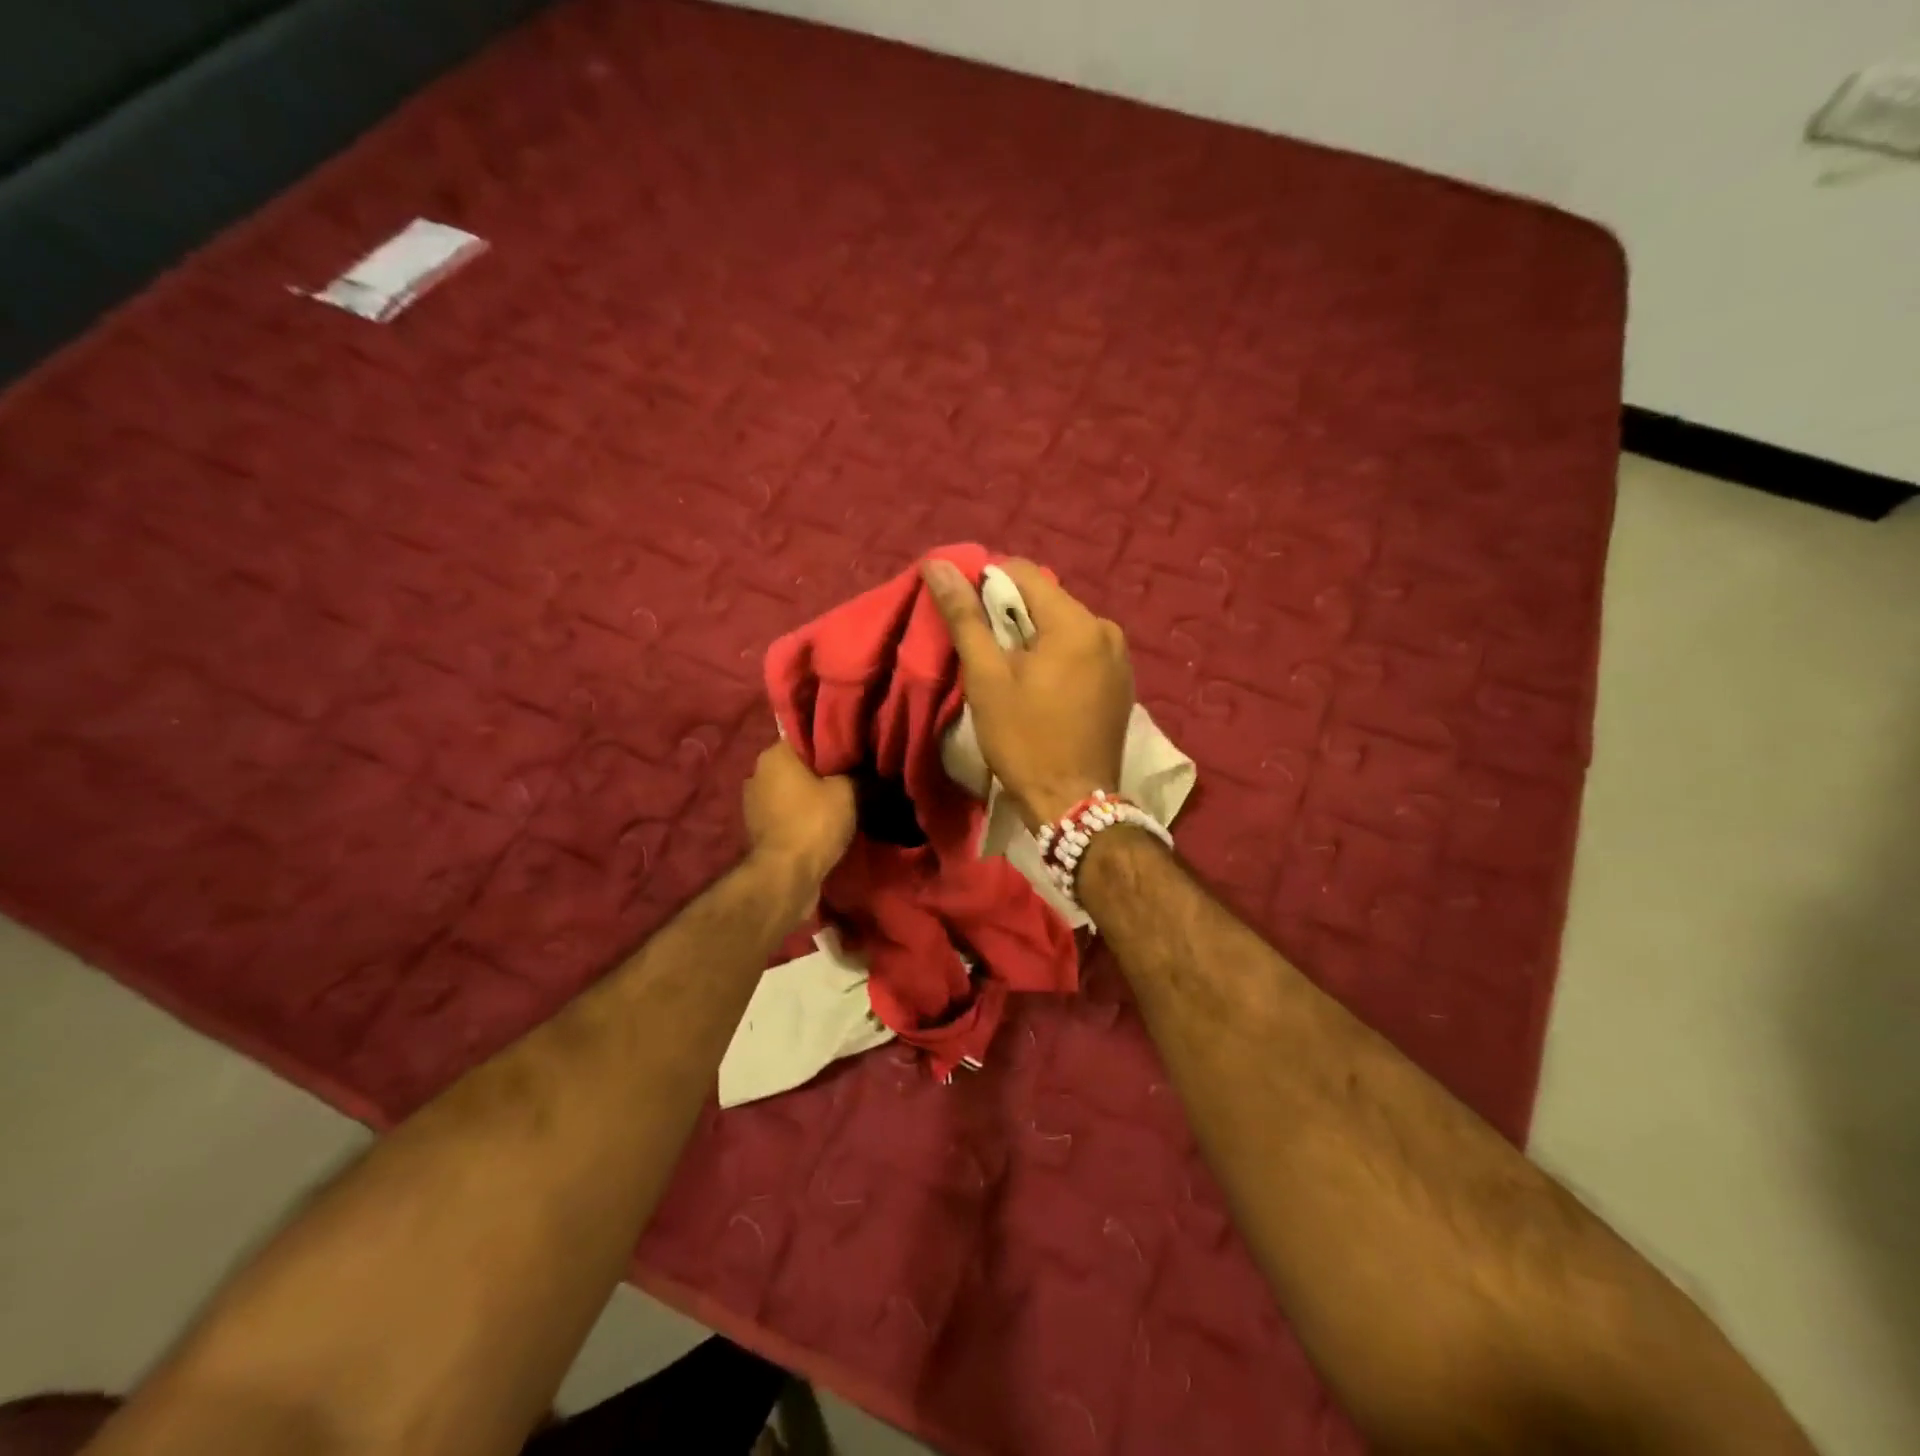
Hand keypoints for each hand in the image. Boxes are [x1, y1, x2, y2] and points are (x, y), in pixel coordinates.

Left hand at [743, 741, 854, 890]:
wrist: (786, 876)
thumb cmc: (814, 823)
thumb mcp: (848, 792)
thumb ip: (855, 773)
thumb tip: (862, 767)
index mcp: (775, 754)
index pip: (805, 735)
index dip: (829, 741)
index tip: (851, 749)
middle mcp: (757, 772)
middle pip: (796, 763)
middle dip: (818, 769)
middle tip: (849, 776)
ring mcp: (753, 802)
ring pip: (789, 789)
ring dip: (808, 794)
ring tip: (837, 801)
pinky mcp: (756, 829)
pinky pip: (784, 812)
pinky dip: (799, 815)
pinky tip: (820, 822)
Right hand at [921, 556, 1133, 827]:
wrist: (1074, 803)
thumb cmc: (1024, 740)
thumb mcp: (987, 678)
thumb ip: (965, 617)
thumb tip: (938, 565)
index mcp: (1076, 621)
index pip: (1023, 572)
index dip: (986, 586)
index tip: (967, 620)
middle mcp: (1106, 629)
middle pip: (1046, 599)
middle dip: (1011, 617)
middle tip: (986, 655)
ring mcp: (1120, 657)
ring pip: (1063, 626)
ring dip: (1034, 638)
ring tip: (1011, 675)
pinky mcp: (1122, 683)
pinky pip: (1081, 651)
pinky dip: (1057, 658)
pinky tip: (1041, 689)